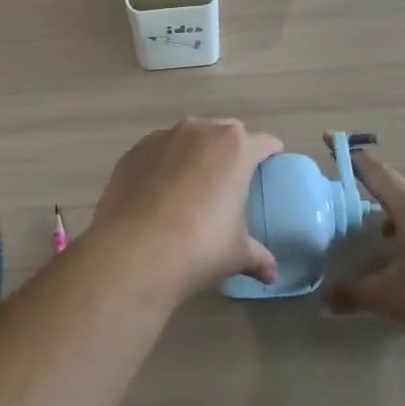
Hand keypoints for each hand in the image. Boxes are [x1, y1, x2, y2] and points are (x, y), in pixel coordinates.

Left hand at [86, 118, 283, 298]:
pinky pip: (159, 151)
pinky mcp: (133, 151)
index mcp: (236, 148)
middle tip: (232, 179)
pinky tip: (160, 192)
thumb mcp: (237, 254)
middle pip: (226, 132)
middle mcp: (200, 131)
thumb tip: (272, 275)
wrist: (133, 253)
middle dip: (232, 150)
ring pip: (189, 138)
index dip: (270, 155)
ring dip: (196, 154)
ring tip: (193, 185)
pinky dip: (164, 164)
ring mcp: (163, 137)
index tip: (270, 168)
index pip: (264, 142)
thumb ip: (258, 256)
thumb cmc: (199, 247)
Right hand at [326, 152, 404, 354]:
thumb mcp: (392, 298)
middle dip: (375, 186)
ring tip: (386, 233)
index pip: (374, 172)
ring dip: (401, 209)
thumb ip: (355, 294)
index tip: (330, 139)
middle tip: (355, 197)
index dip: (351, 157)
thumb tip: (323, 300)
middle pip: (400, 183)